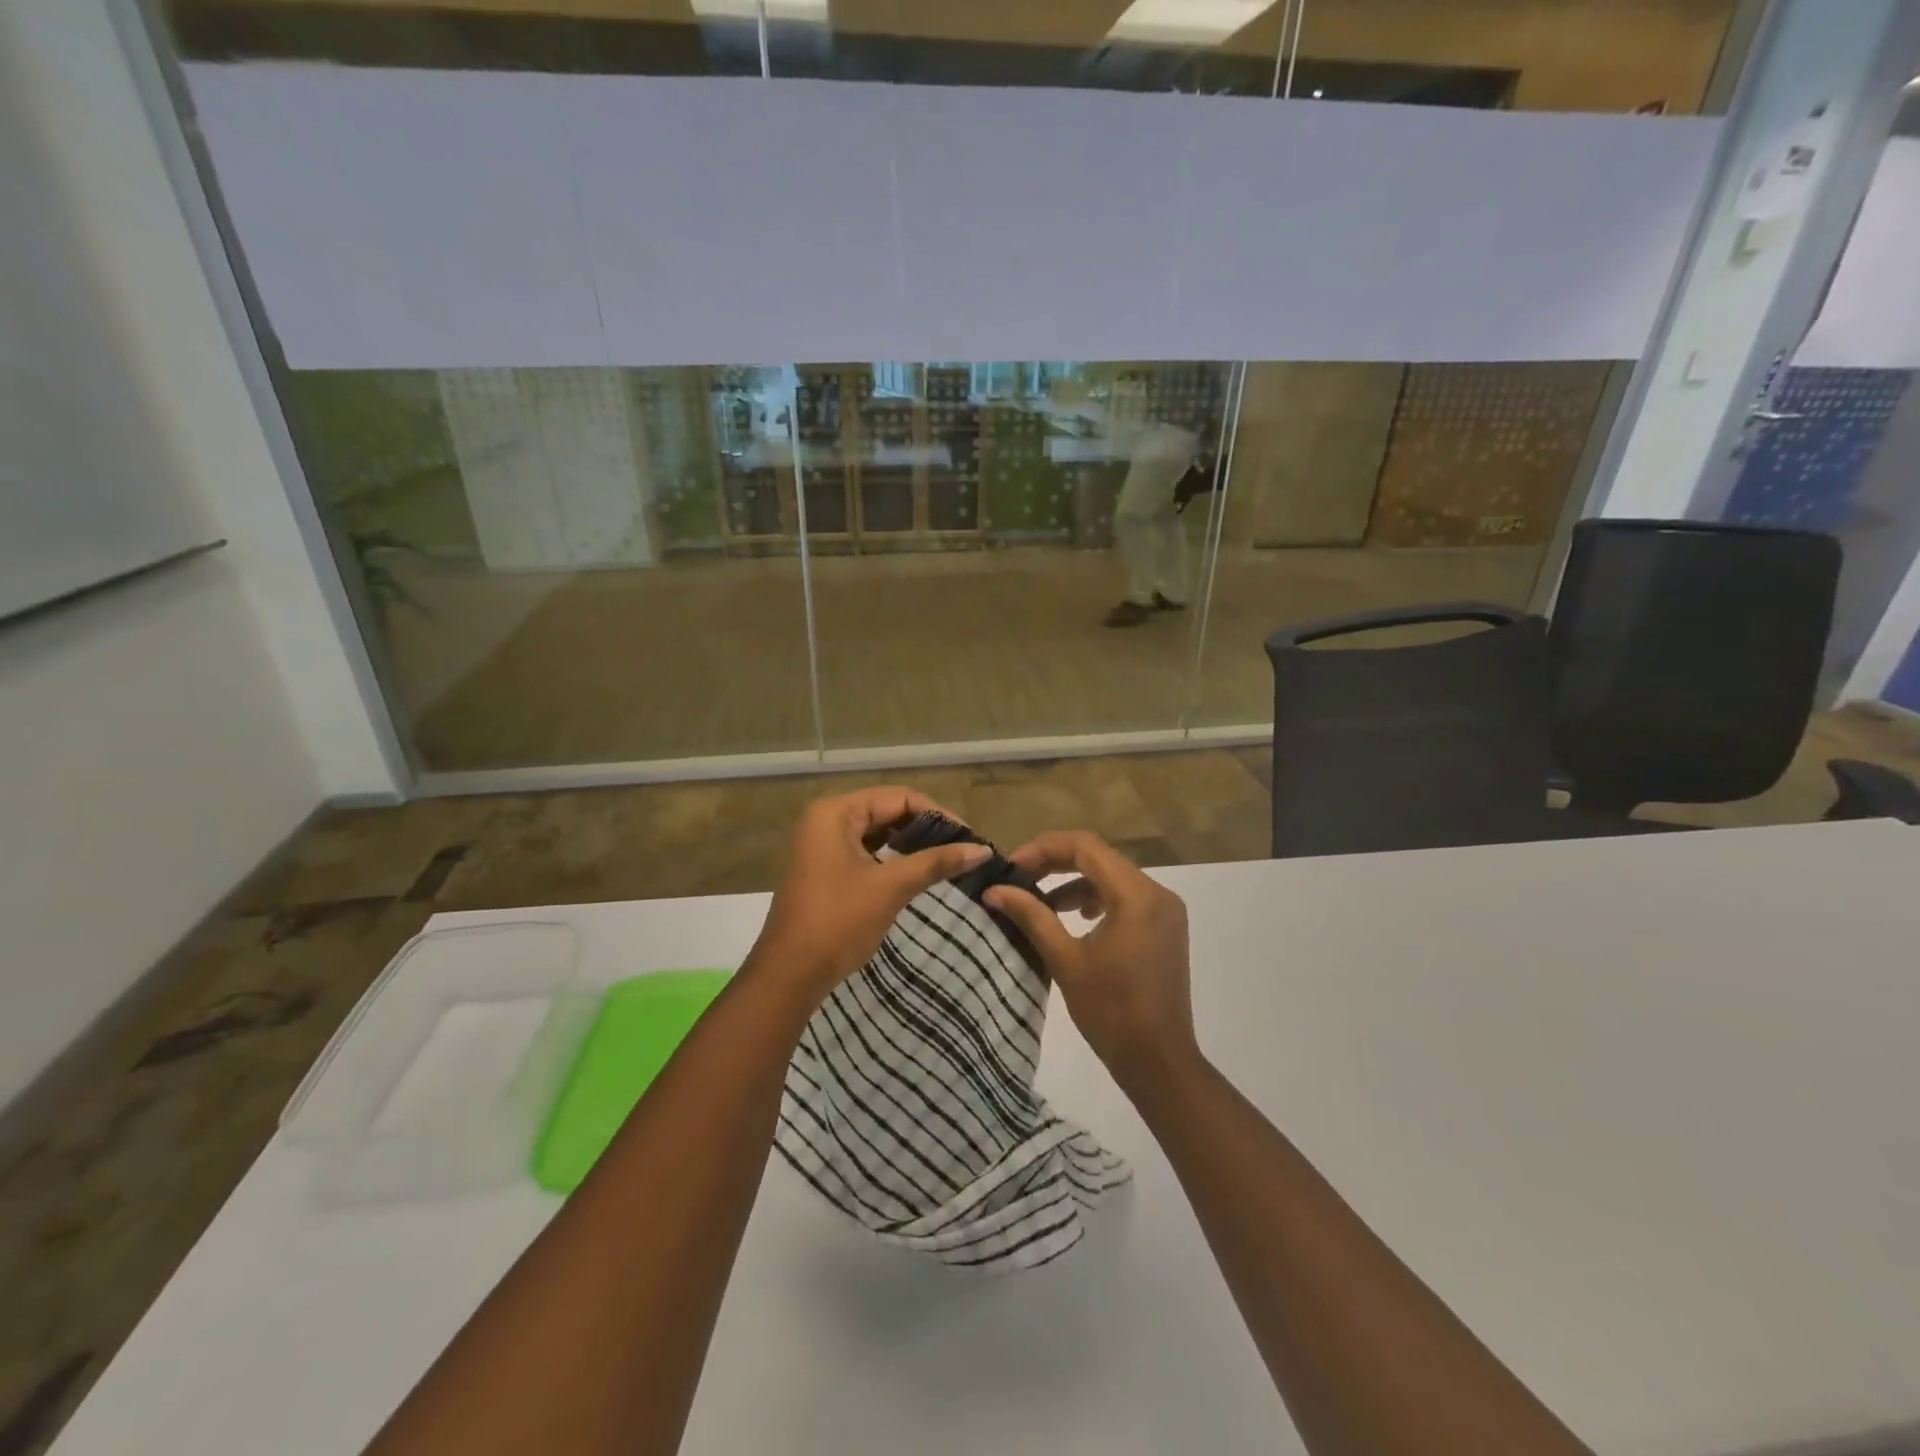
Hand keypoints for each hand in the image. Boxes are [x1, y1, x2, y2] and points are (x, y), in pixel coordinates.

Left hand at [748, 787, 989, 1007]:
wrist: (790, 974)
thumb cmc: (839, 922)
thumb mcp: (891, 887)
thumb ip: (936, 862)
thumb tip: (983, 850)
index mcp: (836, 812)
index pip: (898, 797)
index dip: (937, 814)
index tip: (968, 838)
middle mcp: (826, 819)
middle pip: (887, 811)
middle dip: (925, 829)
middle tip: (961, 849)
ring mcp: (822, 845)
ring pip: (877, 833)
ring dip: (910, 845)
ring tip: (946, 861)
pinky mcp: (825, 868)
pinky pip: (866, 852)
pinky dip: (892, 859)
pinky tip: (917, 873)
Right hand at [983, 831, 1199, 1091]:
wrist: (1159, 1062)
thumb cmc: (1110, 1012)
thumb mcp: (1065, 960)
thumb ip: (1031, 916)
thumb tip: (993, 890)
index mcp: (1136, 895)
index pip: (1085, 847)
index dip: (1044, 848)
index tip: (1012, 867)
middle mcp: (1157, 892)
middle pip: (1099, 857)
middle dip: (1056, 862)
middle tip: (1019, 878)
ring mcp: (1165, 910)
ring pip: (1112, 876)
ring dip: (1075, 881)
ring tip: (1039, 901)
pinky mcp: (1165, 927)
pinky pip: (1126, 896)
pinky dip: (1097, 898)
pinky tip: (1074, 916)